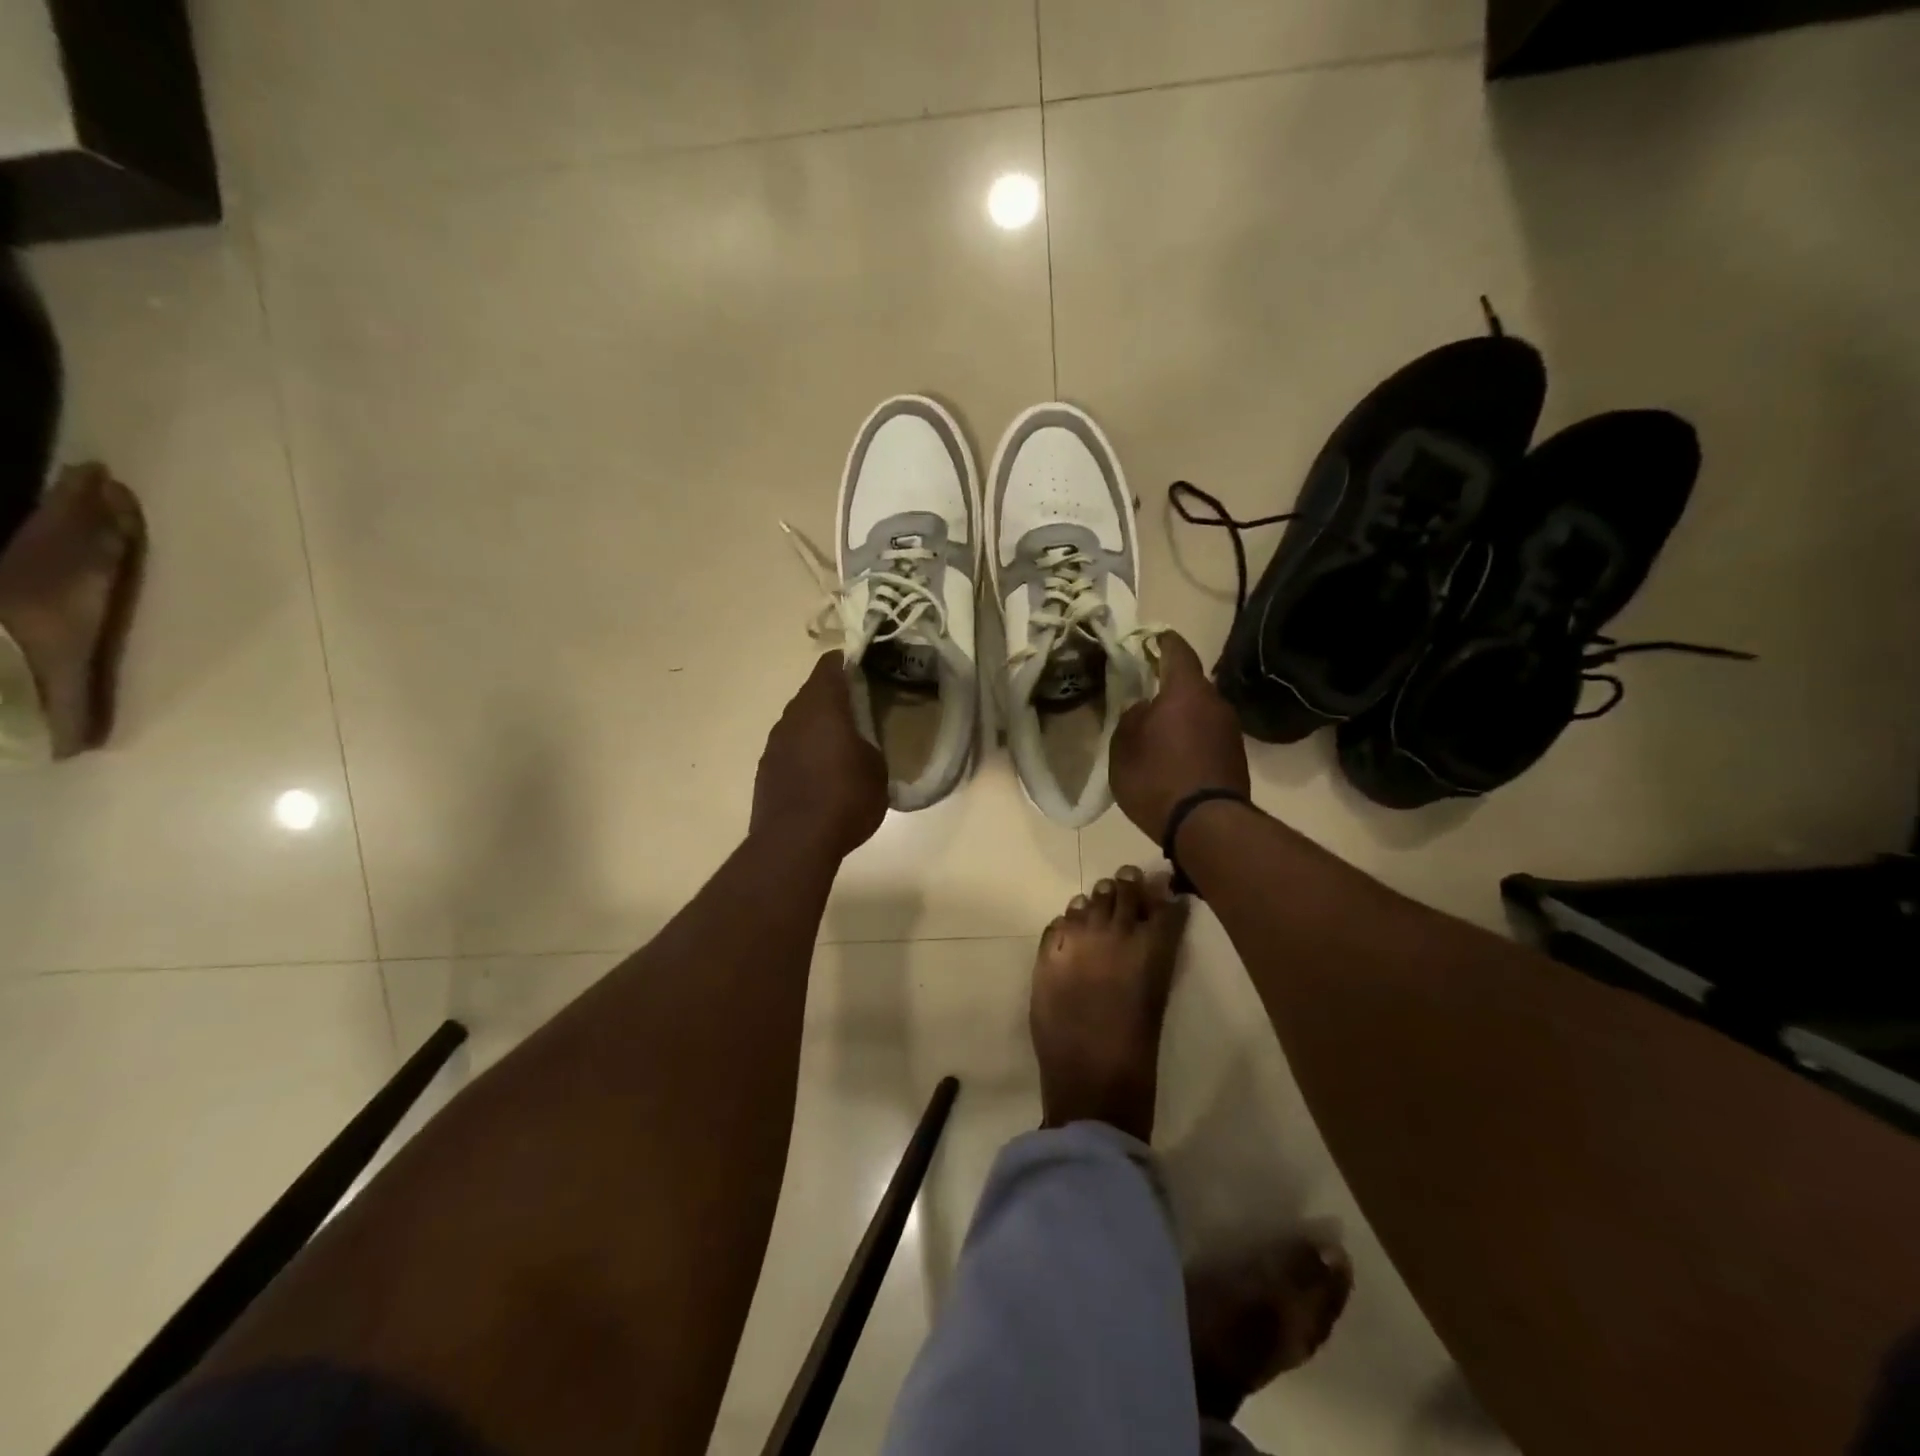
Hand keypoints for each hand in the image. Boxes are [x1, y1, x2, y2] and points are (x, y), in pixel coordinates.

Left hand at [752, 652, 888, 858]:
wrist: (795, 842)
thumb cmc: (845, 798)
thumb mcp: (877, 770)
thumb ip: (868, 746)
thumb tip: (859, 746)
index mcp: (822, 706)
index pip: (830, 666)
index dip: (848, 661)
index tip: (866, 667)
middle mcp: (793, 717)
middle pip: (813, 694)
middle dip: (835, 698)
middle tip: (861, 709)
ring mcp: (774, 744)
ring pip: (799, 723)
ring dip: (818, 728)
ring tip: (841, 746)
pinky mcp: (766, 771)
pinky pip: (789, 750)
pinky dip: (805, 754)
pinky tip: (820, 776)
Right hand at [1111, 631, 1249, 841]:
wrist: (1206, 825)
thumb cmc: (1157, 778)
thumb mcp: (1123, 748)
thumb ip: (1130, 719)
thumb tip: (1143, 708)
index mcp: (1185, 691)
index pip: (1177, 650)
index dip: (1161, 642)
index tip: (1150, 640)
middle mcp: (1215, 702)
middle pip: (1190, 683)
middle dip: (1169, 685)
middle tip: (1145, 694)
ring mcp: (1230, 730)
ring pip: (1201, 710)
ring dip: (1182, 714)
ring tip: (1159, 730)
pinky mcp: (1236, 756)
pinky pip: (1209, 734)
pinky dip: (1193, 737)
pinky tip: (1176, 755)